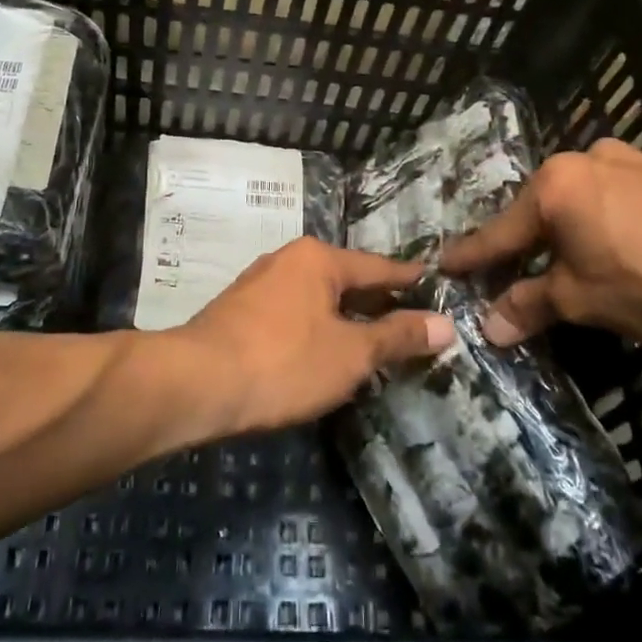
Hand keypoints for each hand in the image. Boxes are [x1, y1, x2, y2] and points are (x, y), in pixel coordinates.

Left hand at [173, 238, 455, 433]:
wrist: (197, 383)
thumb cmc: (283, 362)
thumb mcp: (351, 354)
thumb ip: (397, 336)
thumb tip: (444, 324)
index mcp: (318, 258)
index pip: (377, 266)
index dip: (408, 279)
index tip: (433, 283)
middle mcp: (287, 260)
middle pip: (345, 280)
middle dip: (375, 302)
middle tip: (409, 321)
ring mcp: (259, 284)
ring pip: (316, 297)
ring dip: (344, 318)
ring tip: (371, 340)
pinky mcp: (239, 311)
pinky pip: (293, 313)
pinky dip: (315, 328)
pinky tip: (322, 352)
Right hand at [441, 139, 641, 349]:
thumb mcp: (583, 301)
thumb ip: (530, 306)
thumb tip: (488, 327)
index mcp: (555, 185)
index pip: (502, 231)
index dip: (473, 256)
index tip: (443, 265)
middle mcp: (584, 159)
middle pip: (538, 211)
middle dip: (523, 245)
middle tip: (508, 275)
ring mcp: (626, 160)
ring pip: (576, 201)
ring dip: (564, 234)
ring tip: (564, 265)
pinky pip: (610, 197)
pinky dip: (598, 222)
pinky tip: (612, 247)